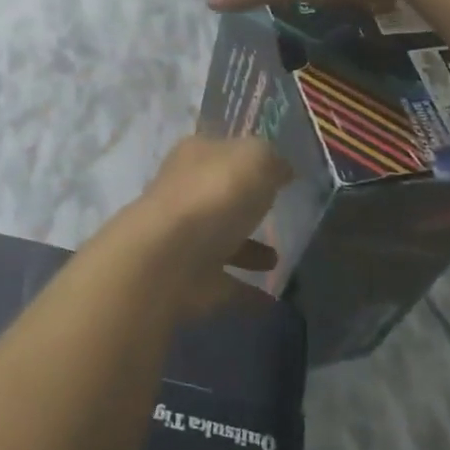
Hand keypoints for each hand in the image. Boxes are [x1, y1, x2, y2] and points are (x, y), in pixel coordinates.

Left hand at [114, 137, 290, 313]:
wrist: (167, 260)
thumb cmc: (214, 196)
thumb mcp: (255, 159)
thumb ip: (272, 160)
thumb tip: (282, 169)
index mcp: (195, 156)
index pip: (221, 149)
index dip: (246, 156)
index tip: (273, 170)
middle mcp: (184, 193)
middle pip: (218, 194)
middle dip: (244, 205)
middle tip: (278, 214)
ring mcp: (183, 238)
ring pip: (220, 240)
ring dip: (247, 250)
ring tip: (278, 260)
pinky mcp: (187, 280)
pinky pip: (223, 283)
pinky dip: (245, 291)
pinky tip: (272, 299)